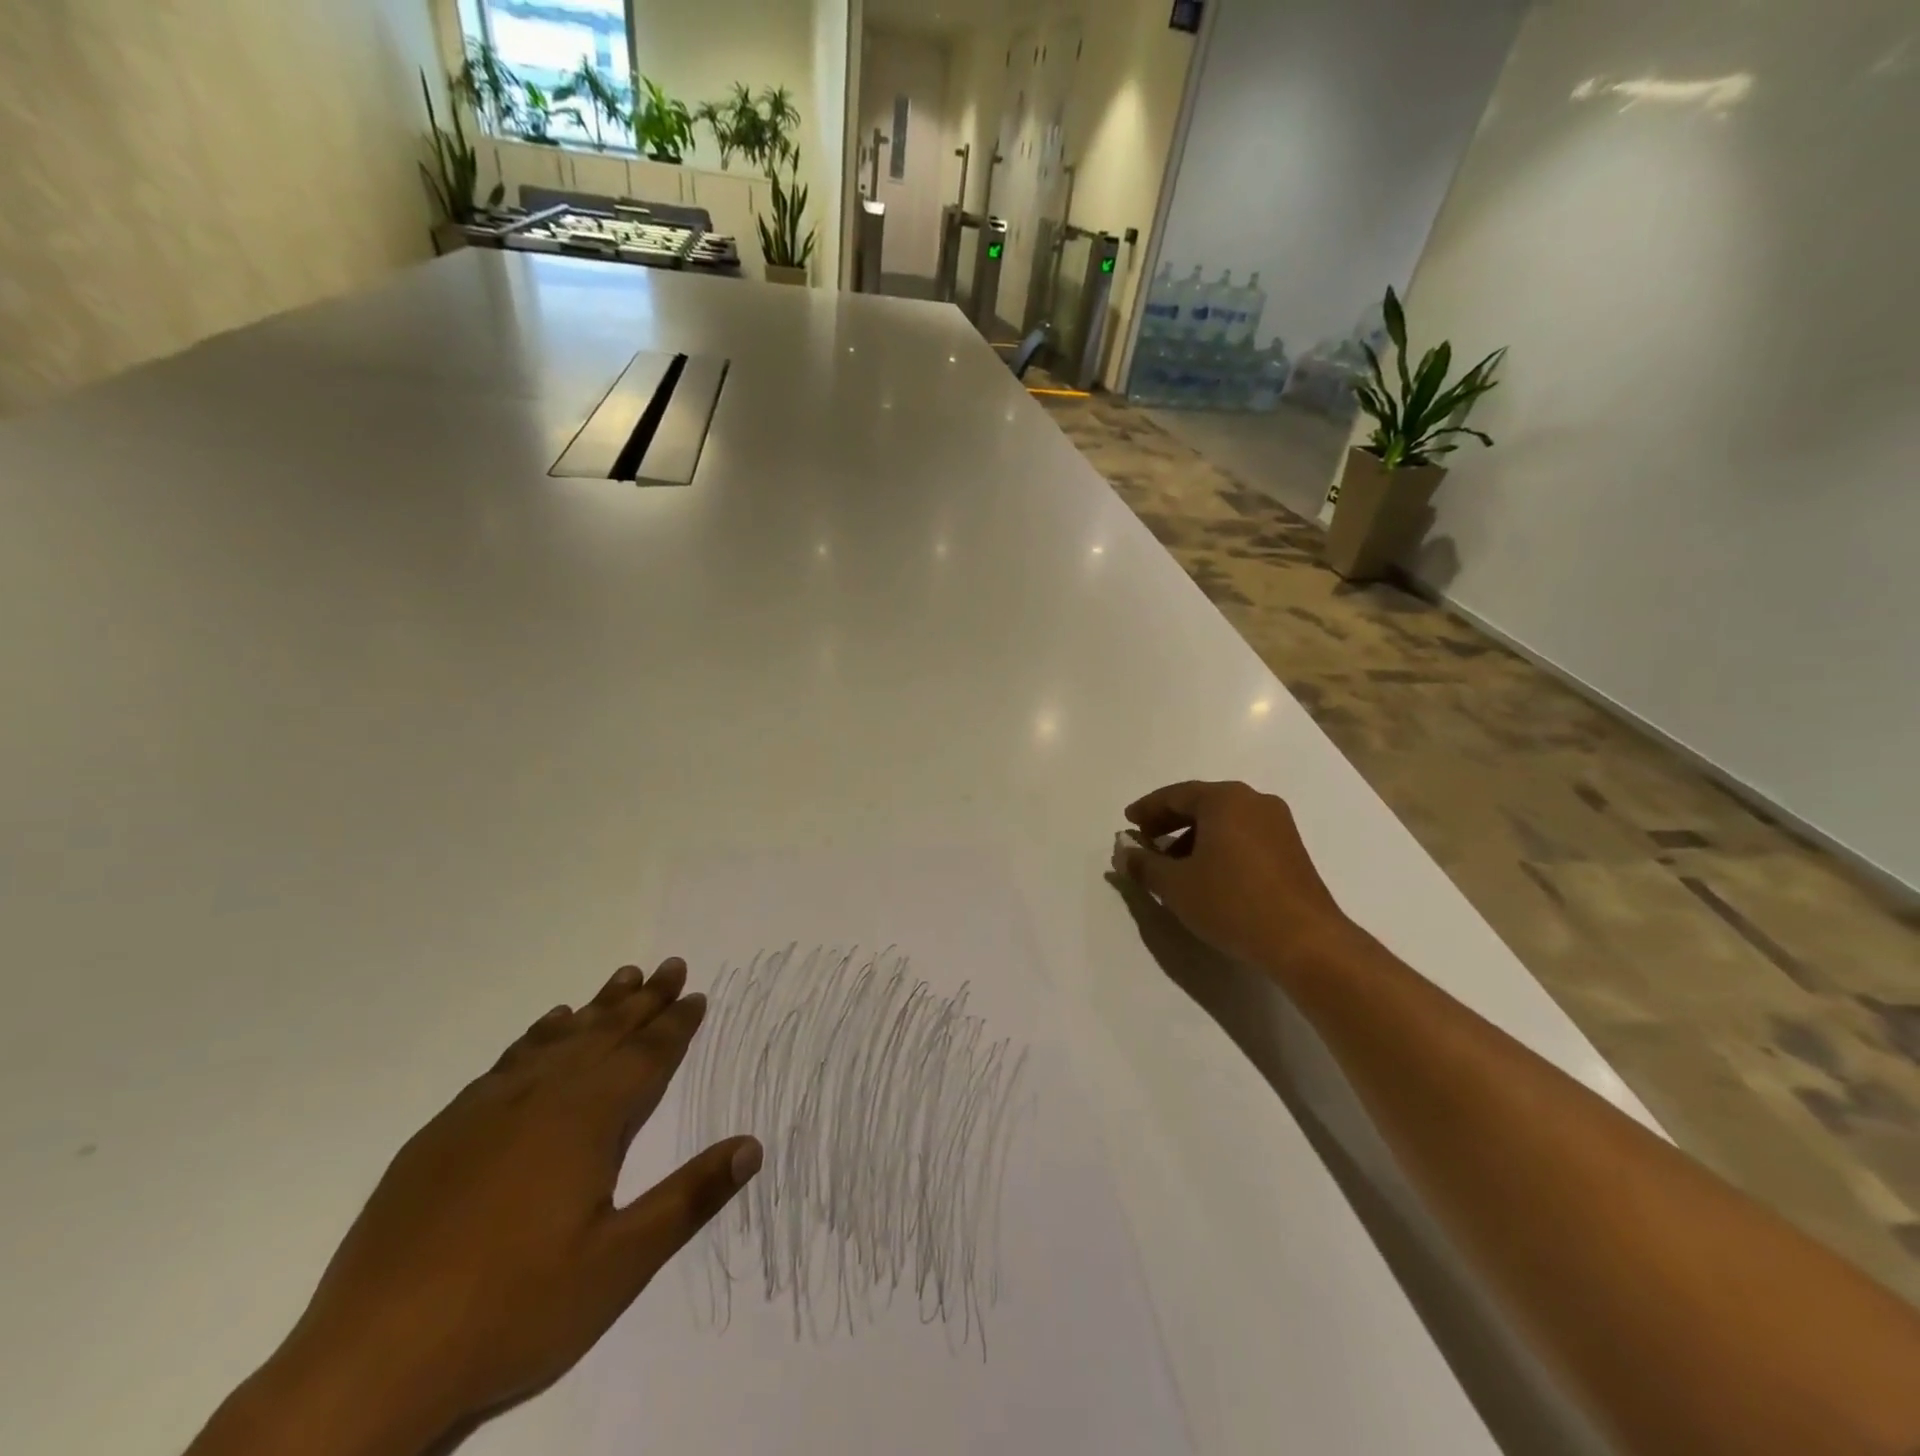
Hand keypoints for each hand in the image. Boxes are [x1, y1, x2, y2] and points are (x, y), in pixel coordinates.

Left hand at [190, 959, 760, 1455]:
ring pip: (558, 1040)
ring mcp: (486, 1111)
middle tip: (670, 965)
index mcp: (586, 1121)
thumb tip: (752, 1145)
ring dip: (596, 1008)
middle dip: (644, 1000)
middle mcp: (541, 1098)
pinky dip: (536, 1036)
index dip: (676, 1024)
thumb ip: (690, 1198)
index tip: (696, 993)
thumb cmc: (513, 1309)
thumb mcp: (619, 1264)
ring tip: (622, 978)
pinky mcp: (443, 1132)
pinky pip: (506, 1062)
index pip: (645, 1056)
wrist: (368, 1363)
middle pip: (605, 1034)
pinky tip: (547, 1026)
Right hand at [1114, 780, 1357, 972]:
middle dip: (1169, 822)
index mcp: (1225, 799)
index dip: (1147, 809)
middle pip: (1201, 804)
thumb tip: (1123, 852)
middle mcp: (1254, 802)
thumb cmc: (1232, 902)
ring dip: (1193, 837)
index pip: (1175, 795)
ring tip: (1172, 866)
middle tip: (1145, 842)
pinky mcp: (1291, 850)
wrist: (1305, 941)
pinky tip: (1206, 875)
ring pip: (1223, 821)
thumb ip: (1144, 864)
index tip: (1128, 823)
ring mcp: (1278, 825)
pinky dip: (1218, 847)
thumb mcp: (1175, 885)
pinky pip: (1243, 836)